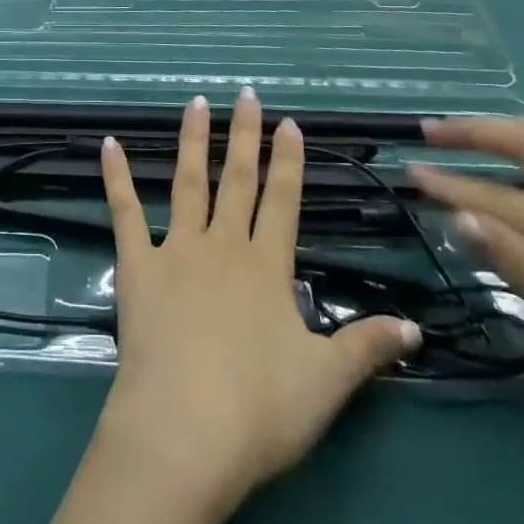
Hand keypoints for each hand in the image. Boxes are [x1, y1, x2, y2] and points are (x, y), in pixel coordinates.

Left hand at [96, 92, 421, 523]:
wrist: (185, 430)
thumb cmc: (260, 409)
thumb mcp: (327, 382)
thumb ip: (367, 347)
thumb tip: (416, 327)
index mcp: (267, 267)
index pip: (283, 201)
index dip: (288, 161)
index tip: (289, 122)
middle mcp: (223, 246)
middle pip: (237, 180)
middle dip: (244, 136)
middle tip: (246, 94)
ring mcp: (177, 250)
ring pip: (187, 183)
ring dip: (192, 141)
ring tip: (195, 103)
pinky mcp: (137, 266)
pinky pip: (125, 212)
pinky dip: (116, 177)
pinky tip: (107, 143)